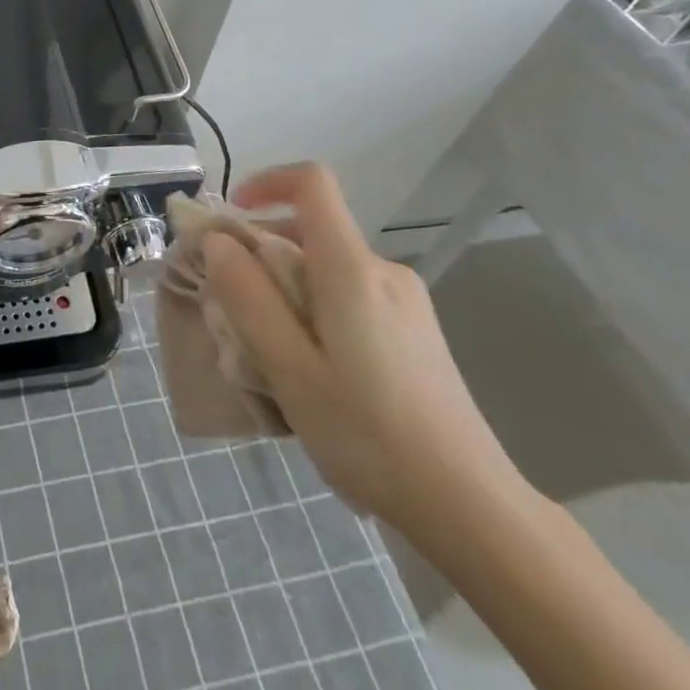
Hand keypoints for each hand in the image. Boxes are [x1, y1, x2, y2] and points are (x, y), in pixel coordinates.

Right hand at [202, 163, 524, 533]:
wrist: (471, 507)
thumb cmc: (368, 434)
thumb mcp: (289, 368)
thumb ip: (248, 297)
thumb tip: (218, 240)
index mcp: (351, 268)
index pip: (313, 182)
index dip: (268, 182)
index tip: (234, 218)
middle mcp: (382, 270)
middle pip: (313, 230)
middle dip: (264, 254)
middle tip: (235, 309)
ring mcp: (406, 301)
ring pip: (329, 268)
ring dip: (288, 289)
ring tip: (272, 353)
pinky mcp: (417, 330)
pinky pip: (351, 295)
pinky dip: (317, 310)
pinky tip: (316, 371)